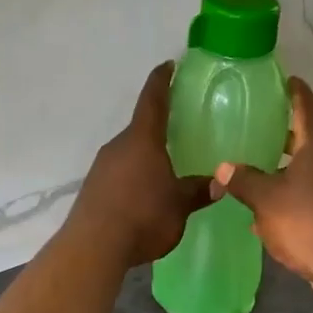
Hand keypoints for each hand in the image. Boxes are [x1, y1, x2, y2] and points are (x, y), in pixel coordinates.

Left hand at [70, 63, 213, 267]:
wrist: (93, 246)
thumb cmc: (143, 215)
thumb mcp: (179, 205)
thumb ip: (198, 191)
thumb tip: (219, 182)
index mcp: (142, 140)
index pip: (153, 100)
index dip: (161, 81)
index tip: (168, 66)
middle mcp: (118, 146)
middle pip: (141, 129)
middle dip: (159, 128)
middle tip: (179, 130)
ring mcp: (101, 167)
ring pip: (129, 153)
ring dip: (146, 156)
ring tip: (165, 168)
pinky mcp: (93, 188)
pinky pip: (119, 173)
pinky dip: (133, 177)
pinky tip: (144, 195)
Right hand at [213, 77, 312, 291]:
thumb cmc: (307, 219)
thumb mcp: (266, 198)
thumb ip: (244, 181)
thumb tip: (223, 168)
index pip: (307, 108)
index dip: (296, 93)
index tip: (287, 79)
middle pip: (308, 138)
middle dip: (286, 132)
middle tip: (262, 124)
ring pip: (308, 168)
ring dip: (286, 166)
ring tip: (258, 166)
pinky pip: (309, 194)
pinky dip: (290, 194)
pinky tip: (267, 208)